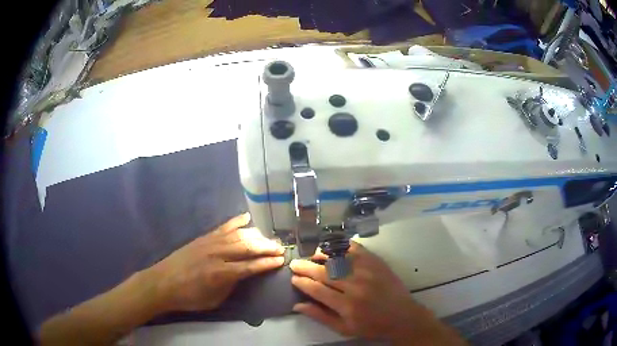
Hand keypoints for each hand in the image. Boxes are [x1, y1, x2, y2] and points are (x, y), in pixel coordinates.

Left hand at [146, 213, 284, 311]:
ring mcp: (210, 242)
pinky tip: (247, 218)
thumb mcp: (215, 299)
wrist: (163, 282)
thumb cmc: (190, 297)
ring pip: (238, 235)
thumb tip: (245, 274)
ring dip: (257, 236)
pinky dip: (236, 222)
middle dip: (267, 247)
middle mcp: (218, 254)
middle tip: (281, 249)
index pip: (251, 266)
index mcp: (221, 273)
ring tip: (269, 239)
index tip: (281, 261)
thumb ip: (232, 285)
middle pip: (248, 247)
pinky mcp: (203, 237)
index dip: (267, 263)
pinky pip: (223, 227)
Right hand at [290, 242, 464, 344]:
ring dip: (322, 254)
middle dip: (306, 267)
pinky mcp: (377, 263)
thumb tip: (297, 305)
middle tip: (295, 264)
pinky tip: (333, 246)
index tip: (293, 278)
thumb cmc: (371, 326)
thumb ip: (320, 316)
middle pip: (324, 272)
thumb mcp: (344, 328)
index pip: (317, 290)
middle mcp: (355, 286)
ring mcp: (367, 272)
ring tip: (312, 255)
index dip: (302, 283)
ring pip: (338, 258)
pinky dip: (342, 245)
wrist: (402, 316)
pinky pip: (356, 249)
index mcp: (346, 305)